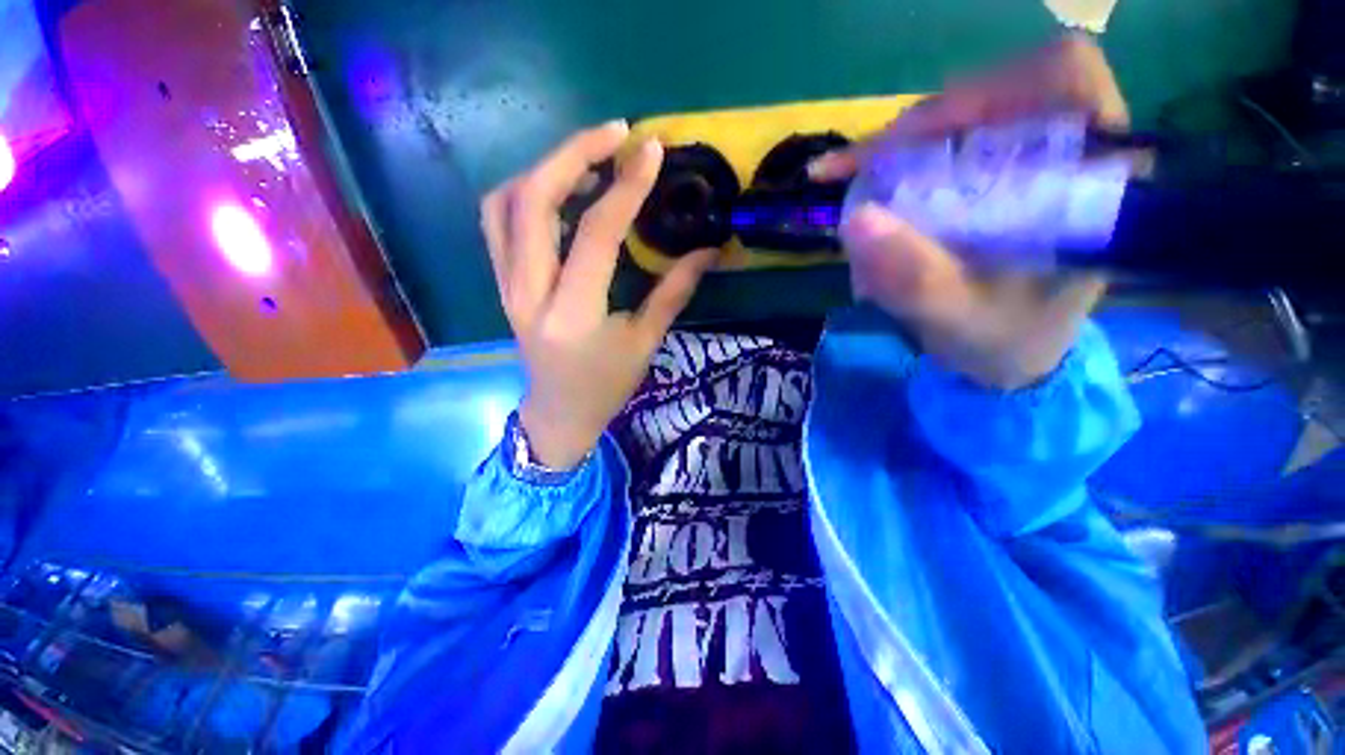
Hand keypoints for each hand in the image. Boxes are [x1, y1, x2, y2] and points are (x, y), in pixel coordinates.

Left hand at [481, 121, 717, 468]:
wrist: (557, 413)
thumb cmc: (605, 386)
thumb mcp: (645, 343)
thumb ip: (673, 292)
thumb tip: (709, 251)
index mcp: (573, 314)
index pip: (595, 233)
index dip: (625, 188)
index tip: (652, 151)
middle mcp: (528, 292)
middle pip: (532, 199)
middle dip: (574, 154)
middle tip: (616, 135)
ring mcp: (506, 285)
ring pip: (505, 202)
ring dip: (547, 168)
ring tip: (590, 160)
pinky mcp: (501, 282)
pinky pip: (499, 220)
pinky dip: (526, 191)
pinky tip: (561, 191)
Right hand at [810, 35, 1126, 389]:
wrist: (1008, 354)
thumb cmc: (1003, 340)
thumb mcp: (961, 320)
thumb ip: (917, 279)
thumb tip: (854, 221)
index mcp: (1098, 177)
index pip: (1062, 77)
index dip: (987, 88)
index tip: (915, 139)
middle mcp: (1069, 150)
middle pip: (998, 91)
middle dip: (922, 126)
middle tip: (861, 167)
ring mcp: (1029, 157)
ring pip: (963, 115)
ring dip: (902, 146)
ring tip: (854, 177)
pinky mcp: (994, 172)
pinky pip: (944, 142)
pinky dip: (896, 159)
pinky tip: (865, 181)